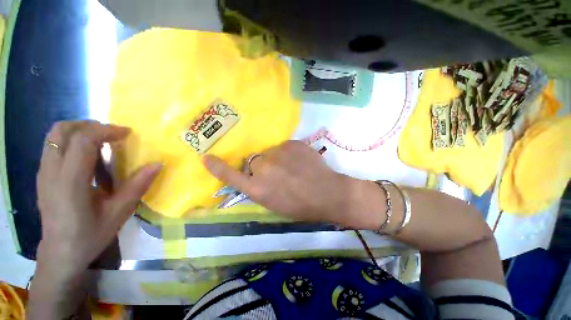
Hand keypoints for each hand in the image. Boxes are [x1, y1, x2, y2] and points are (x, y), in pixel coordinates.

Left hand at [36, 121, 160, 277]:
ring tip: (102, 142)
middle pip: (63, 130)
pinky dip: (73, 141)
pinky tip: (88, 158)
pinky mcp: (43, 175)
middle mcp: (51, 171)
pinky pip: (55, 146)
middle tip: (113, 135)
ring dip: (81, 131)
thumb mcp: (119, 213)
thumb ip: (137, 186)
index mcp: (70, 182)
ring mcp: (43, 172)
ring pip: (56, 135)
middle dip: (90, 125)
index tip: (127, 134)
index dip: (106, 131)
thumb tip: (158, 164)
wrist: (60, 254)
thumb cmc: (90, 236)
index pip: (82, 140)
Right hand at [203, 141, 371, 226]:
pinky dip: (289, 153)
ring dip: (277, 159)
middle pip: (255, 161)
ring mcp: (279, 153)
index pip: (232, 176)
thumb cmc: (301, 206)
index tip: (206, 157)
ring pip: (271, 153)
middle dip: (264, 167)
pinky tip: (301, 161)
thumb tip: (255, 174)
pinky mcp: (292, 144)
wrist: (327, 193)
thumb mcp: (274, 204)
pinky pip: (284, 147)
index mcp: (258, 189)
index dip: (218, 167)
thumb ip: (260, 188)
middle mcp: (264, 168)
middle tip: (280, 175)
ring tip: (294, 169)